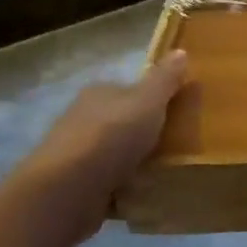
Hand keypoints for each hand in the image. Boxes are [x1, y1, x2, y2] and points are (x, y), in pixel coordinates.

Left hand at [14, 51, 189, 241]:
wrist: (67, 191)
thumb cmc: (111, 136)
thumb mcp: (148, 101)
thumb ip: (165, 79)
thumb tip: (180, 51)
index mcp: (99, 93)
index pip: (129, 90)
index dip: (153, 100)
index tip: (177, 114)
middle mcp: (83, 118)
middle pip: (123, 122)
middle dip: (145, 133)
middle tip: (177, 146)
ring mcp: (76, 154)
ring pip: (115, 154)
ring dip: (135, 163)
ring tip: (166, 173)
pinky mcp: (75, 186)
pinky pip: (109, 183)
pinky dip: (124, 189)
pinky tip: (143, 195)